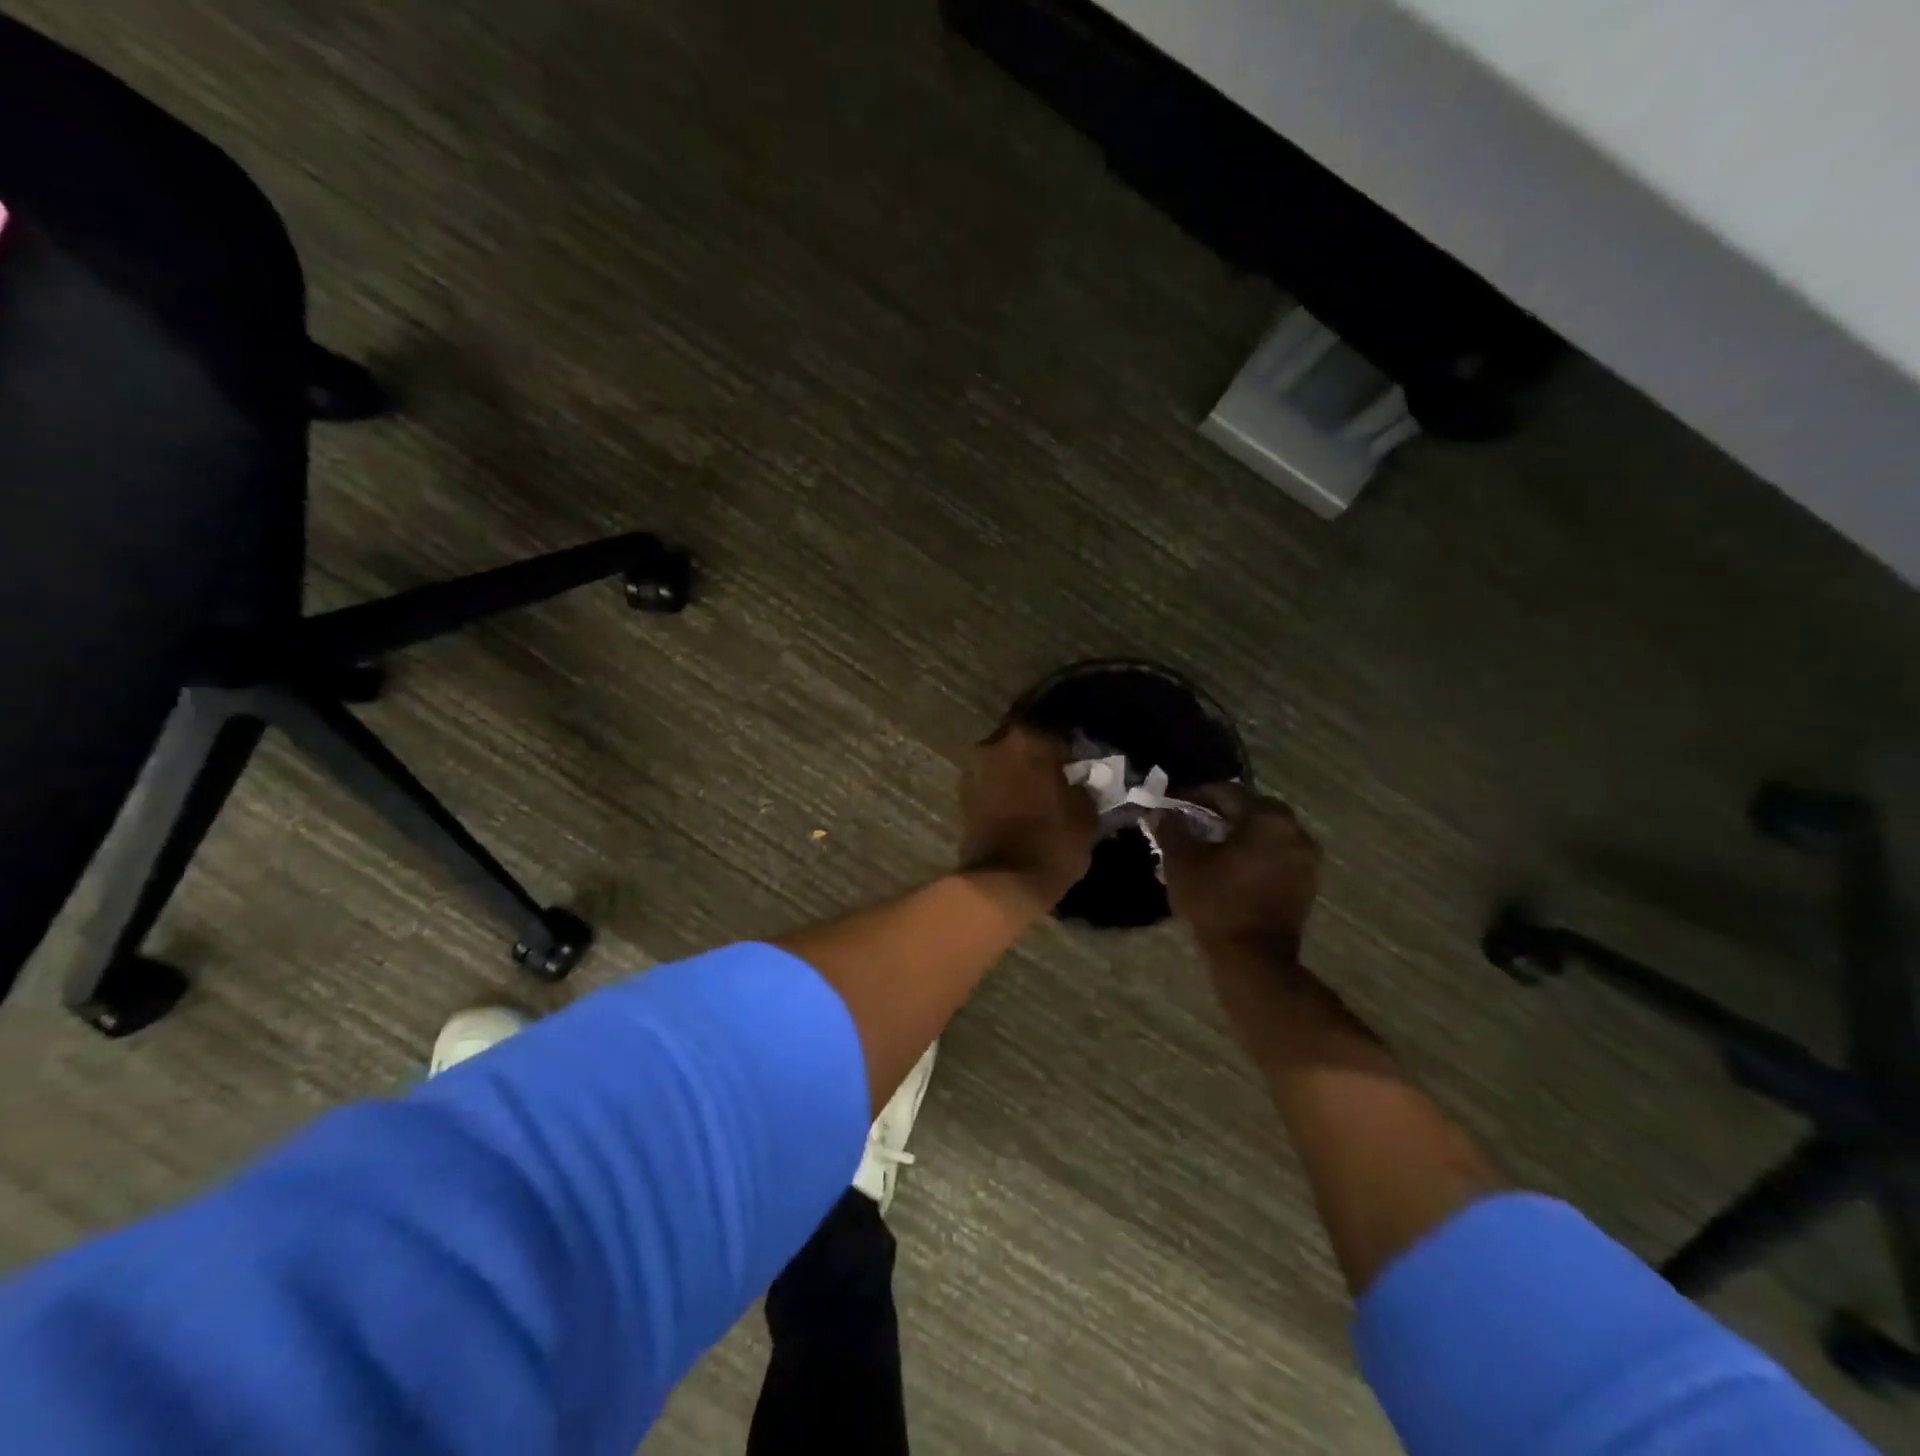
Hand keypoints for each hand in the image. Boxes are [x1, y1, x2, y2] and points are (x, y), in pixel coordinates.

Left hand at [957, 724, 1098, 908]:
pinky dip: (1004, 793)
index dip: (1070, 751)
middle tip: (1059, 778)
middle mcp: (994, 747)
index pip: (1056, 735)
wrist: (1002, 883)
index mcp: (1027, 741)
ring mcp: (973, 772)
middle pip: (1023, 745)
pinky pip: (991, 787)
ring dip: (1019, 776)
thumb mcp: (1086, 815)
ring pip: (1004, 765)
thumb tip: (1080, 781)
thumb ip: (1083, 788)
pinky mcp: (962, 799)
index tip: (1081, 766)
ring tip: (1039, 796)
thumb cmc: (1051, 842)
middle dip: (1039, 759)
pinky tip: (1020, 810)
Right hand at [1156, 784, 1320, 960]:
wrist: (1253, 958)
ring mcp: (1306, 857)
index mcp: (1266, 818)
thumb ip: (1171, 829)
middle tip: (1191, 824)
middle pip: (1250, 809)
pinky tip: (1231, 866)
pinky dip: (1255, 853)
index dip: (1195, 795)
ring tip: (1209, 847)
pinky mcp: (1308, 881)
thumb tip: (1161, 812)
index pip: (1226, 792)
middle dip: (1219, 814)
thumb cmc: (1216, 903)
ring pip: (1265, 832)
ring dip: (1238, 834)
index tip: (1173, 806)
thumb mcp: (1182, 863)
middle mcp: (1294, 830)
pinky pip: (1276, 853)